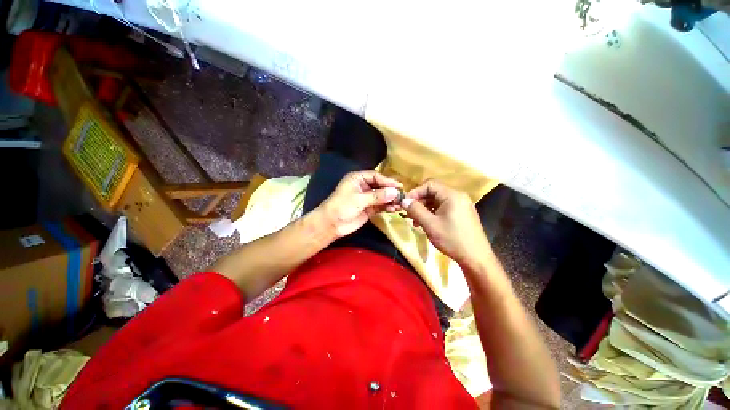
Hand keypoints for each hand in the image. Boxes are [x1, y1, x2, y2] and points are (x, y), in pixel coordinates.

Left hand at [318, 171, 402, 237]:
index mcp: (358, 179)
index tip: (399, 186)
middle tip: (402, 195)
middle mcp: (363, 186)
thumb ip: (377, 196)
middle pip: (380, 186)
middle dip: (390, 191)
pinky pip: (380, 206)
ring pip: (382, 196)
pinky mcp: (369, 209)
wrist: (331, 224)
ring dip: (390, 200)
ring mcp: (366, 198)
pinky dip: (387, 207)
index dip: (387, 181)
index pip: (375, 176)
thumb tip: (395, 192)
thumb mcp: (359, 199)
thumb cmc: (342, 206)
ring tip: (399, 204)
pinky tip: (394, 209)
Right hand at [402, 179, 491, 267]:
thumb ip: (415, 210)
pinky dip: (433, 213)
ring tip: (416, 222)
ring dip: (425, 209)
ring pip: (438, 201)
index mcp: (452, 195)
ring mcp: (462, 205)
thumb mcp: (430, 224)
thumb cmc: (452, 239)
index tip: (406, 203)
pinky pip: (444, 208)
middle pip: (434, 192)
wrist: (476, 258)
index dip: (416, 192)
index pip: (430, 184)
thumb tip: (404, 200)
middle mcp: (458, 196)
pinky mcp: (462, 213)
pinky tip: (427, 224)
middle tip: (409, 214)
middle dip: (419, 202)